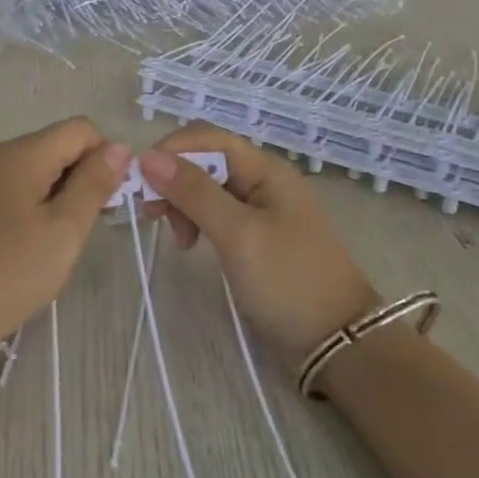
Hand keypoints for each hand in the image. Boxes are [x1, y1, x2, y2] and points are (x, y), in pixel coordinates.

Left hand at [0, 118, 129, 360]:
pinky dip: (28, 204)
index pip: (79, 129)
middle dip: (78, 178)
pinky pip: (8, 186)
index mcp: (18, 153)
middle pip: (54, 146)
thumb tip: (120, 146)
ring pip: (32, 167)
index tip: (105, 203)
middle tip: (81, 230)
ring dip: (54, 194)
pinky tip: (24, 244)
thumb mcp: (64, 231)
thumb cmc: (9, 275)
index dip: (103, 158)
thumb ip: (94, 183)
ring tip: (52, 242)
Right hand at [139, 124, 378, 370]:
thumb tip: (148, 156)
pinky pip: (217, 212)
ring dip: (183, 203)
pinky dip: (197, 221)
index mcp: (264, 168)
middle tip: (152, 216)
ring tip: (178, 239)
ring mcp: (261, 208)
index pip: (207, 137)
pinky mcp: (257, 235)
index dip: (170, 151)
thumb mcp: (237, 234)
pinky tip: (191, 244)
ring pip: (208, 187)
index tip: (141, 183)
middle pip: (205, 160)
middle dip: (173, 179)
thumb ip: (195, 192)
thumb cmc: (288, 281)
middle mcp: (262, 179)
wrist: (338, 341)